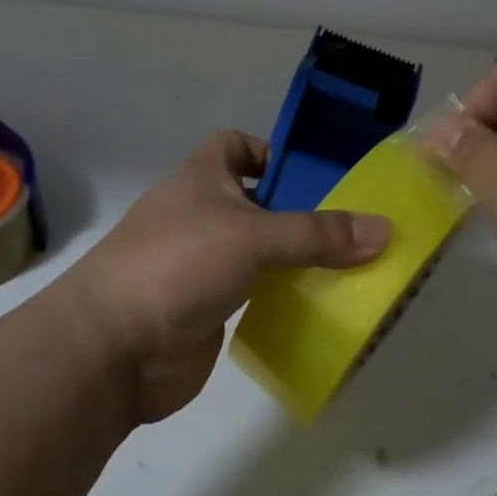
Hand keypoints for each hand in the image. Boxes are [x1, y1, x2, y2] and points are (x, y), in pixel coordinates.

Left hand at [64, 131, 390, 423]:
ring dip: (297, 258)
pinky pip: (257, 292)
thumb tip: (384, 229)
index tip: (313, 175)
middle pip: (259, 202)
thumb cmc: (178, 265)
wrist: (112, 350)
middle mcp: (202, 213)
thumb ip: (317, 234)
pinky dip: (284, 295)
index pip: (236, 144)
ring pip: (261, 251)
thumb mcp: (253, 237)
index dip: (271, 152)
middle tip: (355, 227)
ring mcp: (203, 263)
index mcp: (202, 177)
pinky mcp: (210, 306)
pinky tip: (321, 305)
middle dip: (301, 212)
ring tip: (352, 267)